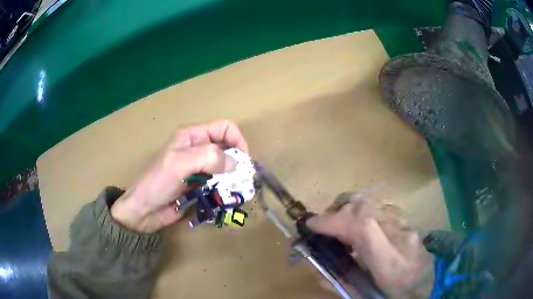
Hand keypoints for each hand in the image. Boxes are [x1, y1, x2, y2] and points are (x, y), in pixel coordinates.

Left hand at [111, 120, 248, 232]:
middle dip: (237, 163)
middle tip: (242, 181)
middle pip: (227, 148)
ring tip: (235, 192)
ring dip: (233, 179)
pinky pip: (219, 183)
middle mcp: (197, 149)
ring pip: (225, 167)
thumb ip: (208, 158)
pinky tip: (226, 199)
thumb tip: (236, 163)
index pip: (224, 128)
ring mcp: (199, 169)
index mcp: (192, 136)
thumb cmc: (157, 183)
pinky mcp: (200, 185)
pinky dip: (226, 190)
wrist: (145, 210)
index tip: (243, 162)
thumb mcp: (180, 164)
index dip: (237, 141)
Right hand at [306, 193, 432, 297]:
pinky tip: (357, 223)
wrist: (428, 282)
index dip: (334, 221)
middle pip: (366, 206)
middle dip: (337, 211)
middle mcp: (401, 237)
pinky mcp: (406, 218)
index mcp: (390, 263)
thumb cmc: (396, 292)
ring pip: (372, 200)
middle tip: (324, 226)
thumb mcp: (365, 294)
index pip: (364, 229)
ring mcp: (406, 224)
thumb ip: (339, 280)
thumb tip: (315, 267)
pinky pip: (379, 204)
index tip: (312, 224)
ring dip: (348, 207)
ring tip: (338, 223)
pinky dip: (361, 207)